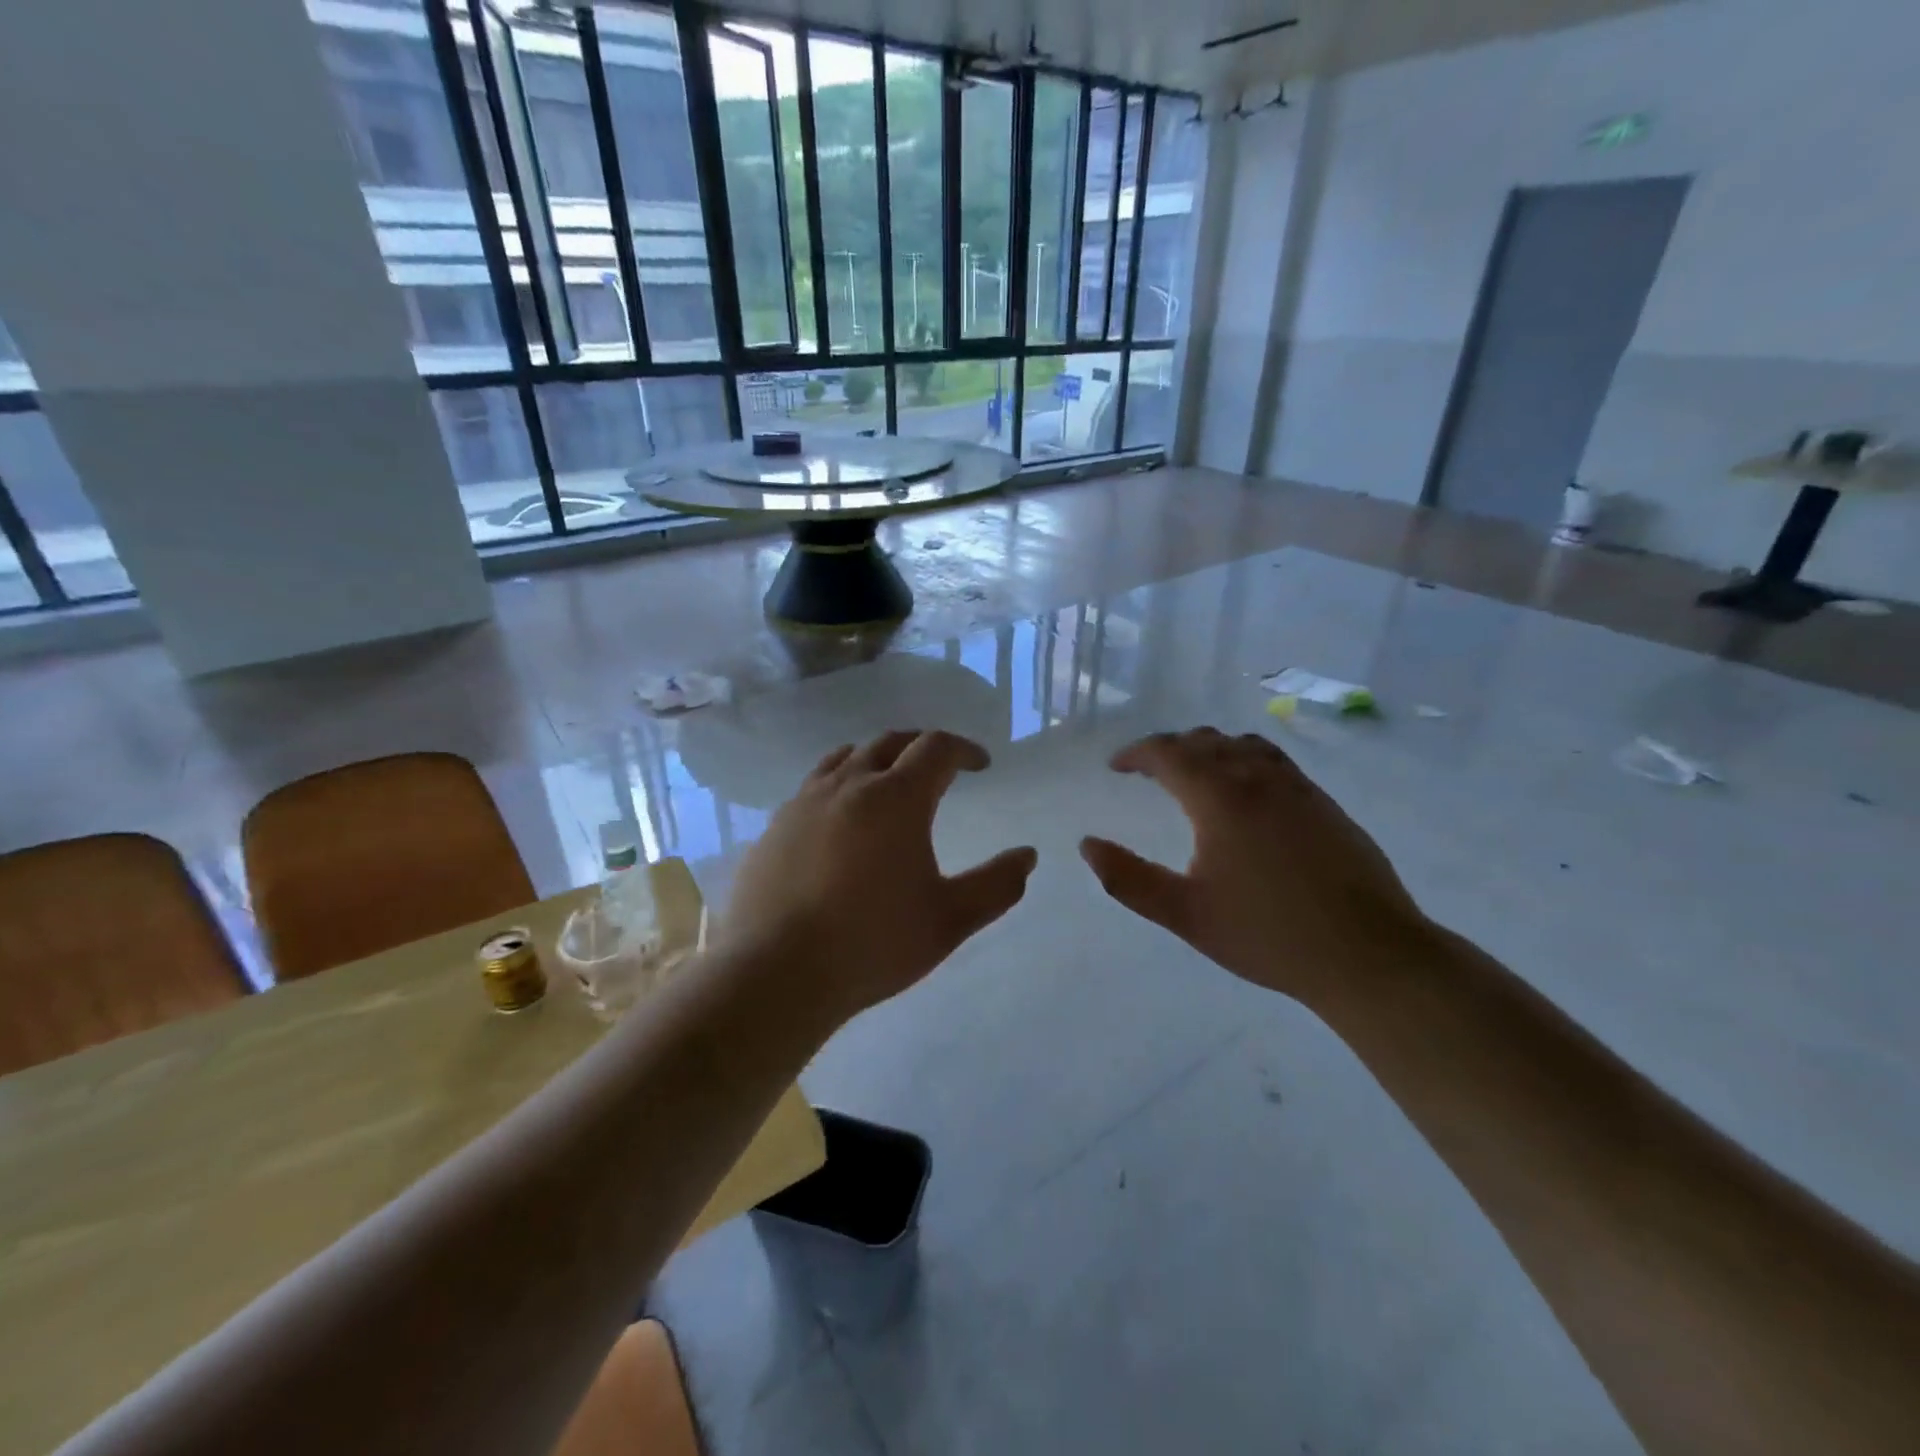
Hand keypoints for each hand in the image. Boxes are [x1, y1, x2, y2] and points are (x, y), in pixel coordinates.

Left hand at [721, 730, 1037, 1021]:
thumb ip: (996, 885)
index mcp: (896, 798)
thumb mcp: (950, 919)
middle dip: (920, 746)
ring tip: (887, 781)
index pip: (936, 748)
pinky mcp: (774, 827)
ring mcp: (804, 802)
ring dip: (875, 759)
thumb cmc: (873, 943)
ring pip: (844, 758)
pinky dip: (838, 787)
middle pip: (889, 742)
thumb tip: (1027, 856)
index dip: (964, 749)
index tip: (980, 764)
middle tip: (939, 766)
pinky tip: (839, 823)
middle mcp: (848, 785)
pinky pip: (812, 788)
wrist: (777, 973)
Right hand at [1079, 728, 1426, 1007]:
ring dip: (1209, 749)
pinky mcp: (1325, 805)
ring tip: (1194, 773)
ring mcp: (1298, 789)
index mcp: (1220, 799)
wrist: (1368, 954)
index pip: (1169, 753)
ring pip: (1244, 745)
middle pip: (1205, 741)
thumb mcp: (1185, 914)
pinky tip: (1246, 793)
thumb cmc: (1268, 935)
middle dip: (1170, 748)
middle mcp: (1258, 779)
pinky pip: (1275, 762)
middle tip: (1148, 771)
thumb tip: (1087, 845)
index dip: (1137, 753)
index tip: (1116, 766)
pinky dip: (1245, 760)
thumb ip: (1129, 879)